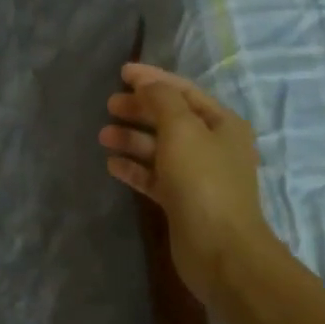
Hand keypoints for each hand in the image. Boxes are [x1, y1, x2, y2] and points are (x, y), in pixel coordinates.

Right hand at [100, 63, 268, 302]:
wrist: (221, 251)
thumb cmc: (202, 180)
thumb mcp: (181, 128)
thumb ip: (162, 99)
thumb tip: (147, 84)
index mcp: (221, 124)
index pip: (183, 91)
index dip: (153, 79)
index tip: (121, 72)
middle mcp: (212, 146)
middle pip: (170, 118)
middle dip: (139, 109)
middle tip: (109, 105)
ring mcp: (197, 176)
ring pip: (159, 148)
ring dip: (132, 138)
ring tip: (103, 135)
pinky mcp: (182, 201)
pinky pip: (154, 176)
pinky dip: (134, 168)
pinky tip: (112, 165)